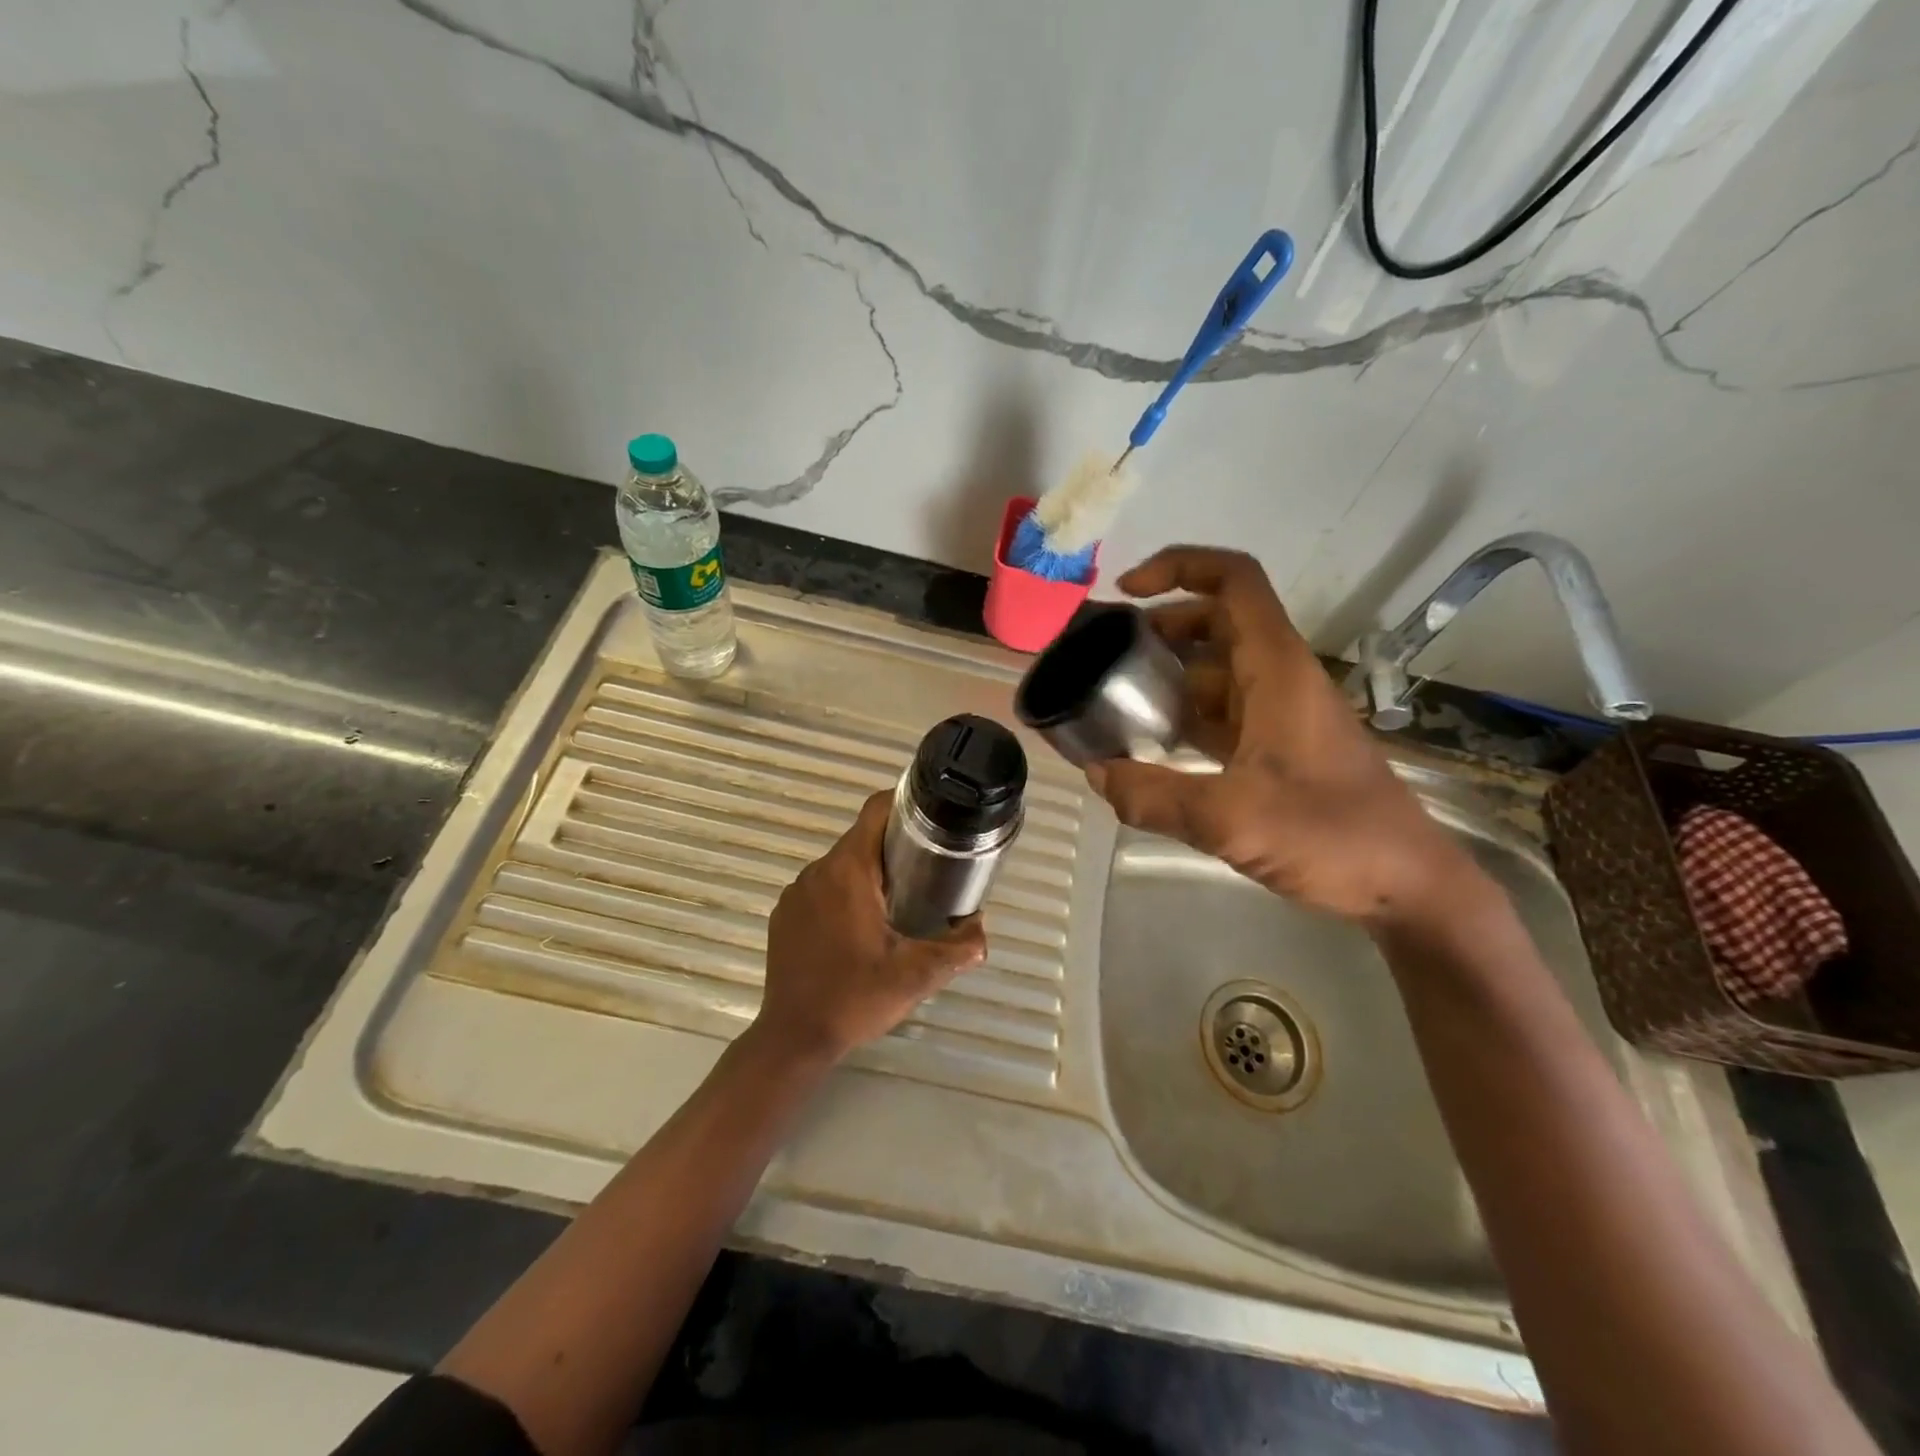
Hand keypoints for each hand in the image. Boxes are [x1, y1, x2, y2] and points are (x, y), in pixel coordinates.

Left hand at [757, 790, 986, 1062]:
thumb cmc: (855, 998)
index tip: (932, 818)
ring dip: (869, 873)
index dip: (905, 804)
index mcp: (848, 871)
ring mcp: (796, 893)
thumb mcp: (916, 976)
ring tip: (900, 899)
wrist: (793, 1038)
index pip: (875, 811)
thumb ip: (957, 949)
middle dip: (895, 846)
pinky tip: (860, 927)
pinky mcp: (784, 914)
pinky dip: (844, 894)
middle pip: (861, 838)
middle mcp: (818, 871)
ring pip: (841, 865)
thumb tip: (981, 930)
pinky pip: (821, 888)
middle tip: (929, 868)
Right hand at [1087, 547, 1480, 927]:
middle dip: (1159, 625)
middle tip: (1105, 650)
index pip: (1233, 581)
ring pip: (1215, 668)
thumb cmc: (1330, 835)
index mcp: (1276, 668)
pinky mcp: (1277, 746)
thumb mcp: (1231, 819)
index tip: (1127, 590)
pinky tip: (1148, 744)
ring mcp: (1279, 713)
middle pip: (1215, 620)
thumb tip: (1097, 775)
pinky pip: (1220, 711)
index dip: (1178, 566)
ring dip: (1167, 673)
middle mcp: (1278, 677)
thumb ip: (1154, 797)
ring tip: (1113, 695)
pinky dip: (1183, 714)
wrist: (1405, 883)